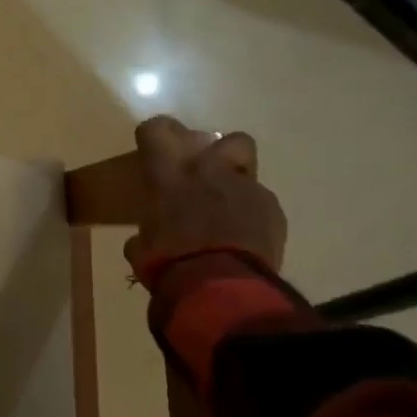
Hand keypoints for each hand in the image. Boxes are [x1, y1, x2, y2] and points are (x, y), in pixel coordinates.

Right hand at [122, 115, 286, 278]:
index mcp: (169, 173)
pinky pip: (263, 206)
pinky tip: (246, 241)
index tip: (154, 149)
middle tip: (206, 176)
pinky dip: (254, 218)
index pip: (157, 129)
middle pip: (226, 138)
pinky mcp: (273, 212)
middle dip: (220, 152)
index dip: (156, 135)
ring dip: (238, 188)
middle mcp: (209, 170)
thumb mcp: (142, 249)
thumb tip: (143, 241)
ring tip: (230, 213)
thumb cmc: (169, 262)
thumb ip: (144, 235)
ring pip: (249, 172)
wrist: (221, 287)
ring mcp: (246, 188)